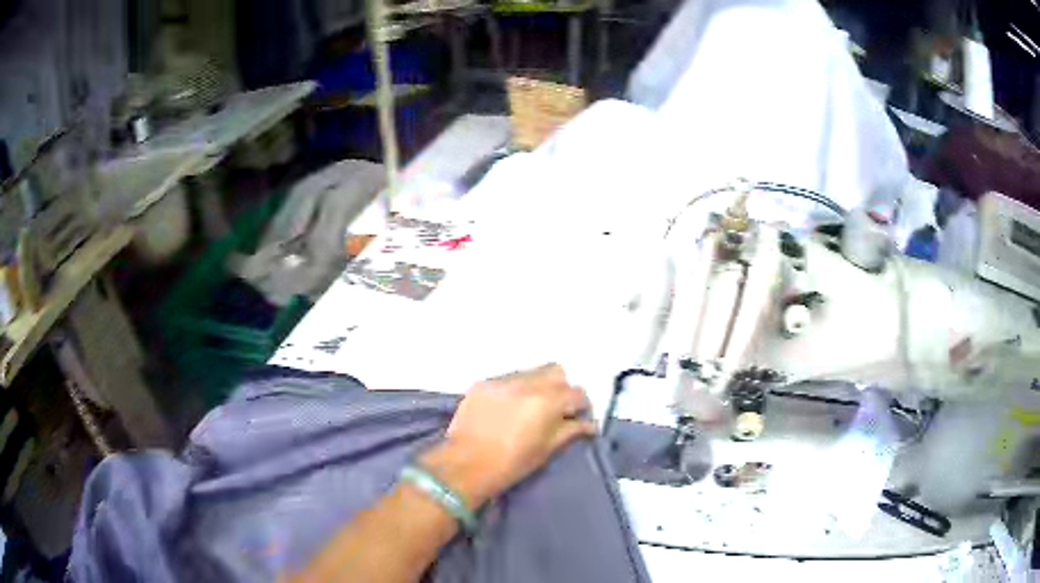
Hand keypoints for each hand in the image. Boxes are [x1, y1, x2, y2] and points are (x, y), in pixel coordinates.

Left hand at [418, 364, 596, 508]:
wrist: (465, 465)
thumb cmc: (512, 464)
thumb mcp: (547, 450)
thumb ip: (570, 431)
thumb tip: (589, 424)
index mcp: (547, 401)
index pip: (577, 392)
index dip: (581, 405)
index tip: (577, 416)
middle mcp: (527, 383)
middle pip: (556, 372)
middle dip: (561, 387)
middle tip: (554, 408)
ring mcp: (502, 381)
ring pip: (530, 372)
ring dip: (537, 385)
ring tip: (528, 407)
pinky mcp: (482, 384)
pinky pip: (507, 379)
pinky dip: (513, 390)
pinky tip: (506, 409)